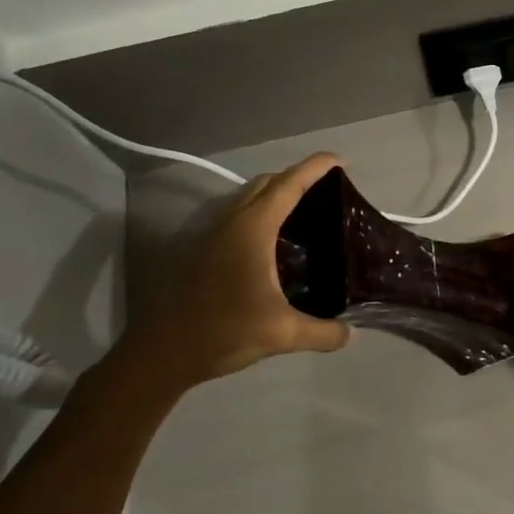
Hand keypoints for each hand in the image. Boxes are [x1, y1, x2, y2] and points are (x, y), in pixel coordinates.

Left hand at [108, 154, 350, 396]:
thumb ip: (322, 332)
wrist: (162, 353)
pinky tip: (271, 243)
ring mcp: (211, 234)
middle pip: (267, 184)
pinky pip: (236, 216)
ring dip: (275, 194)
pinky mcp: (201, 250)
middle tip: (327, 190)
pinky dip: (258, 213)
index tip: (340, 160)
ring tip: (303, 212)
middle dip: (297, 177)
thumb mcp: (281, 334)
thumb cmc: (223, 332)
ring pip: (247, 198)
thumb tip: (351, 334)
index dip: (315, 168)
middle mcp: (231, 222)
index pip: (289, 186)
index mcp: (252, 230)